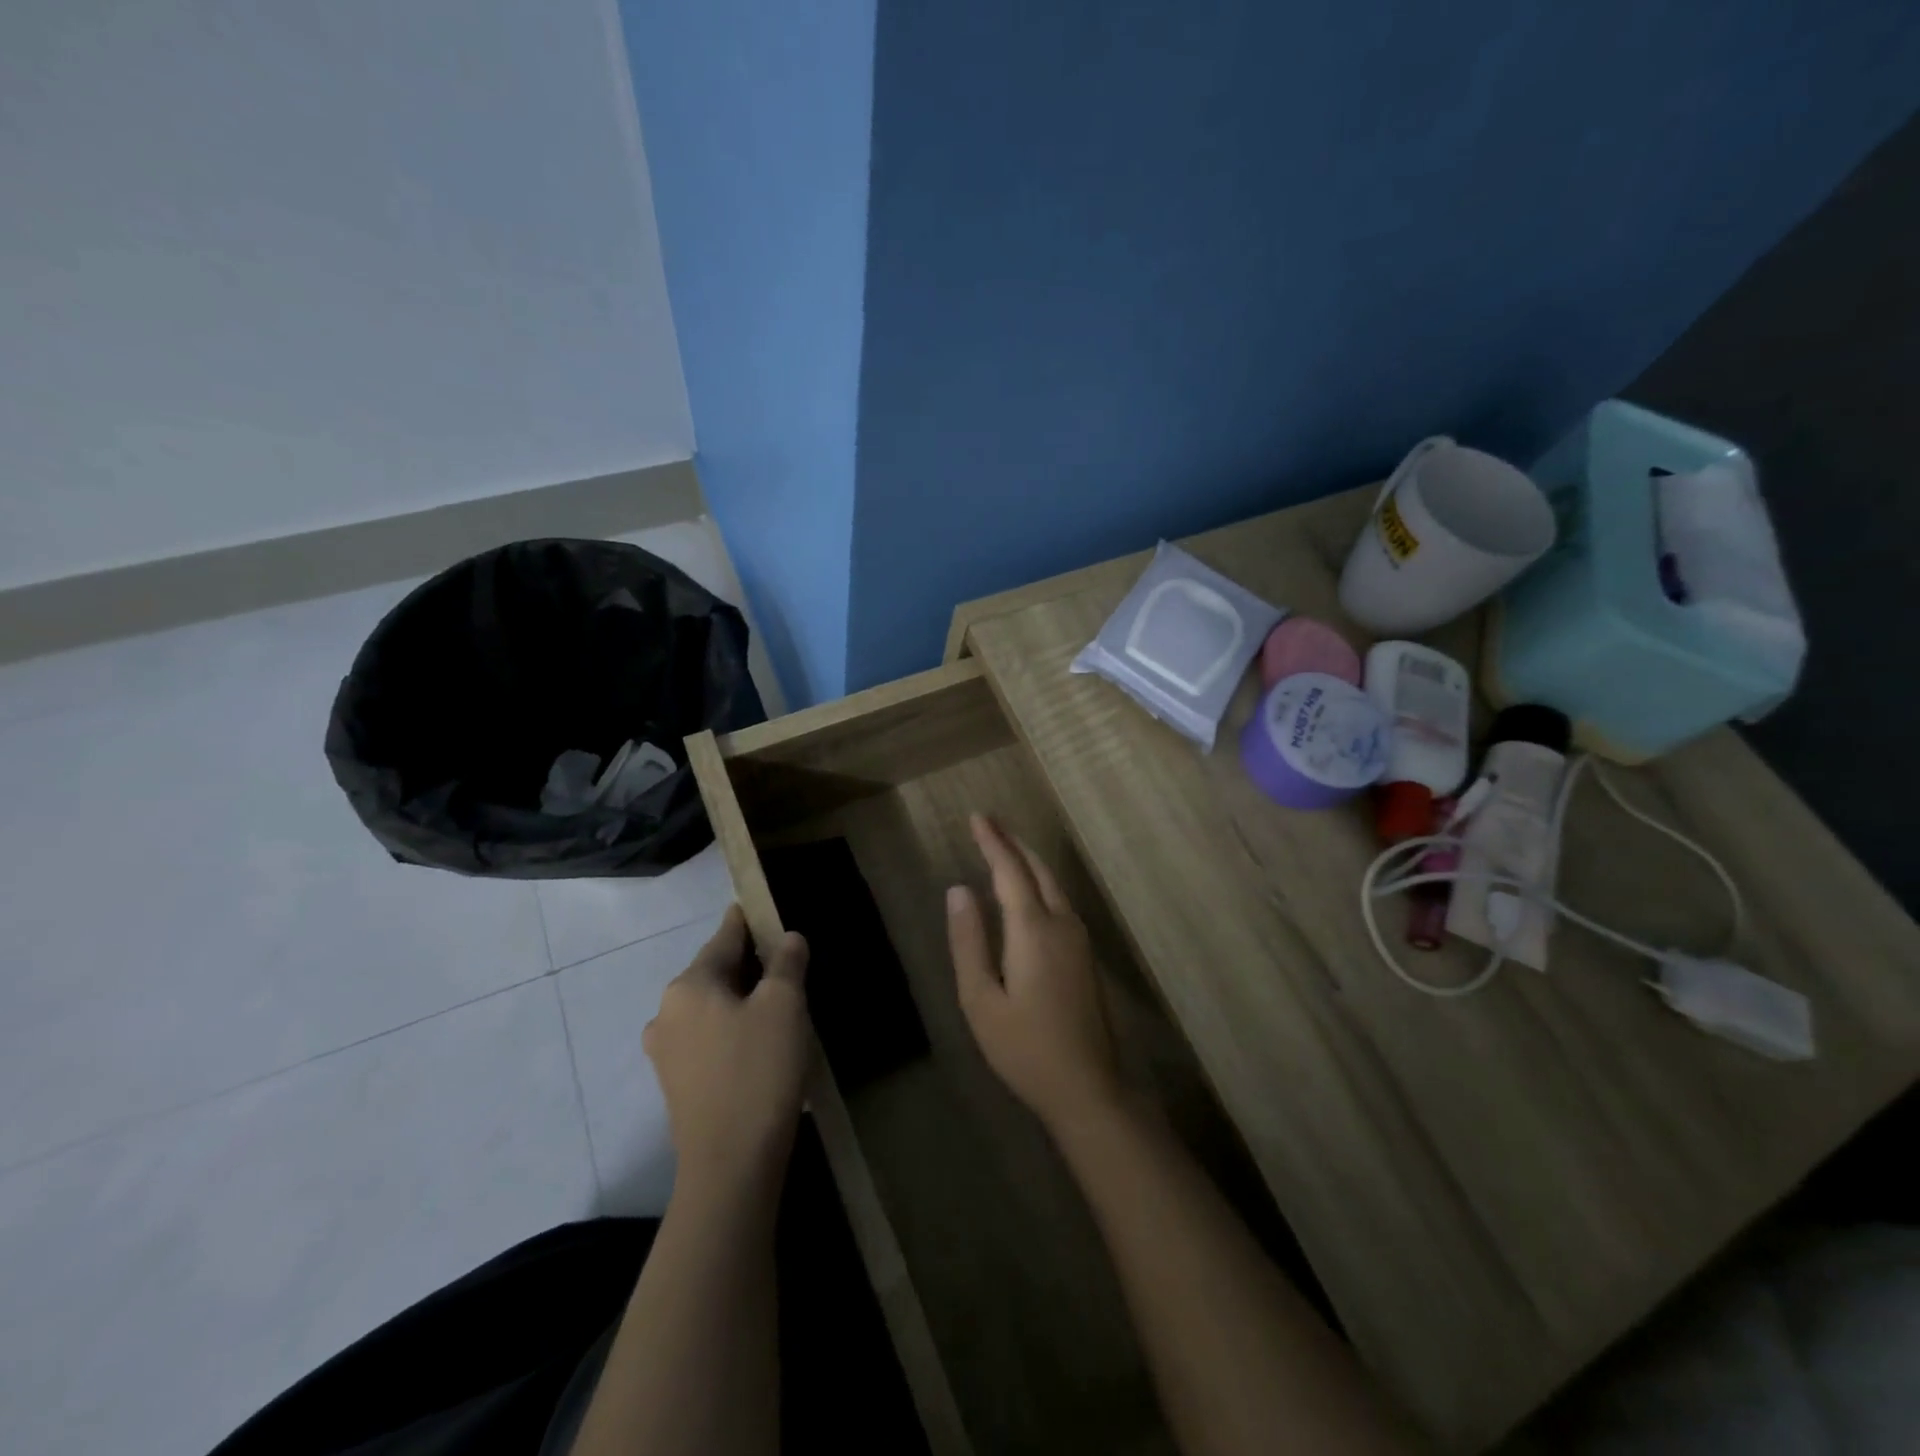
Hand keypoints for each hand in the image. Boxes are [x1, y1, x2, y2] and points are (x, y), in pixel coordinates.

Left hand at [644, 906, 811, 1199]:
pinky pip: (707, 1038)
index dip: (747, 922)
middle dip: (749, 965)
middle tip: (786, 963)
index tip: (760, 908)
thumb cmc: (758, 1071)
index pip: (724, 938)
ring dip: (741, 999)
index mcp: (689, 985)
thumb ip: (787, 963)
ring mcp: (666, 1052)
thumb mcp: (785, 1006)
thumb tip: (788, 938)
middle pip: (715, 972)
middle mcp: (667, 1012)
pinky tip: (758, 1042)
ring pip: (711, 1007)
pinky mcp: (675, 1084)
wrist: (731, 1165)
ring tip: (778, 1004)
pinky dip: (731, 1029)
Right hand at [948, 814, 1122, 1131]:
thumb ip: (968, 941)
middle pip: (1037, 869)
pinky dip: (1039, 881)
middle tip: (989, 823)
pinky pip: (1060, 900)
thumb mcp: (981, 1000)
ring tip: (1005, 847)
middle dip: (1012, 843)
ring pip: (1053, 883)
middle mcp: (1062, 923)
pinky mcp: (1085, 954)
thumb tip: (958, 891)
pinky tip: (1028, 890)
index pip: (1009, 871)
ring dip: (1028, 860)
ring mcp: (1079, 938)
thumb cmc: (1024, 1048)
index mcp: (1033, 929)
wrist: (1088, 1087)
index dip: (992, 841)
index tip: (977, 816)